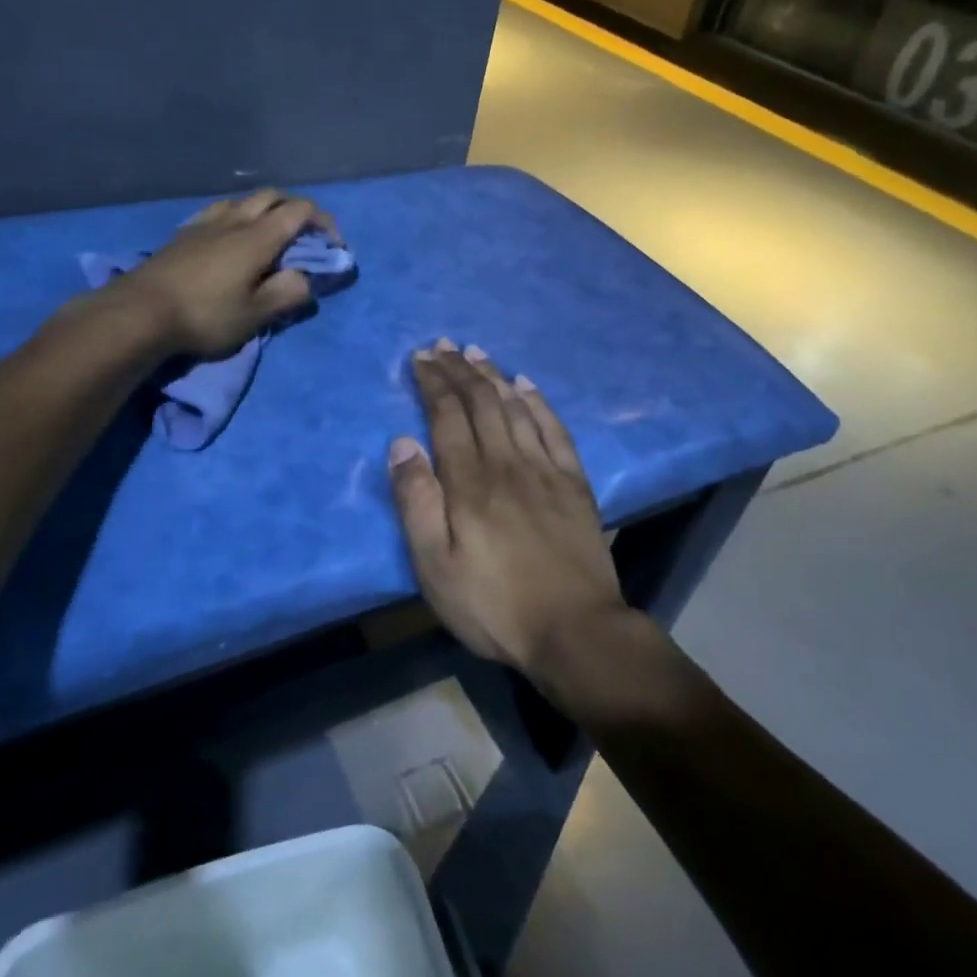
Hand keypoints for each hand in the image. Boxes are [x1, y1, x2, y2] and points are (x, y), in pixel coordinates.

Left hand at [111, 189, 341, 358]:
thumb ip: (287, 294)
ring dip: (264, 209)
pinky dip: (237, 216)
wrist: (140, 312)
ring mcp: (205, 223)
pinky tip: (229, 236)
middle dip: (296, 210)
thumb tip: (305, 279)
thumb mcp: (255, 315)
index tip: (332, 245)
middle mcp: (234, 220)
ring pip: (243, 200)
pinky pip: (219, 211)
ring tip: (268, 235)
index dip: (323, 222)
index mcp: (258, 237)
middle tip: (304, 236)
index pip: (300, 211)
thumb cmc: (204, 316)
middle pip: (272, 196)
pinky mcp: (184, 233)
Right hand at [389, 340, 626, 675]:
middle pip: (481, 402)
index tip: (420, 358)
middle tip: (442, 345)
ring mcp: (545, 470)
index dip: (433, 382)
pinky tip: (527, 385)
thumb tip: (401, 443)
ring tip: (476, 351)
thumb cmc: (493, 603)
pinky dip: (539, 401)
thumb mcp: (434, 565)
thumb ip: (415, 501)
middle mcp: (507, 462)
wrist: (575, 632)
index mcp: (469, 481)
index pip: (447, 415)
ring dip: (493, 375)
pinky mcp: (574, 484)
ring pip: (516, 407)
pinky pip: (555, 429)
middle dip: (458, 369)